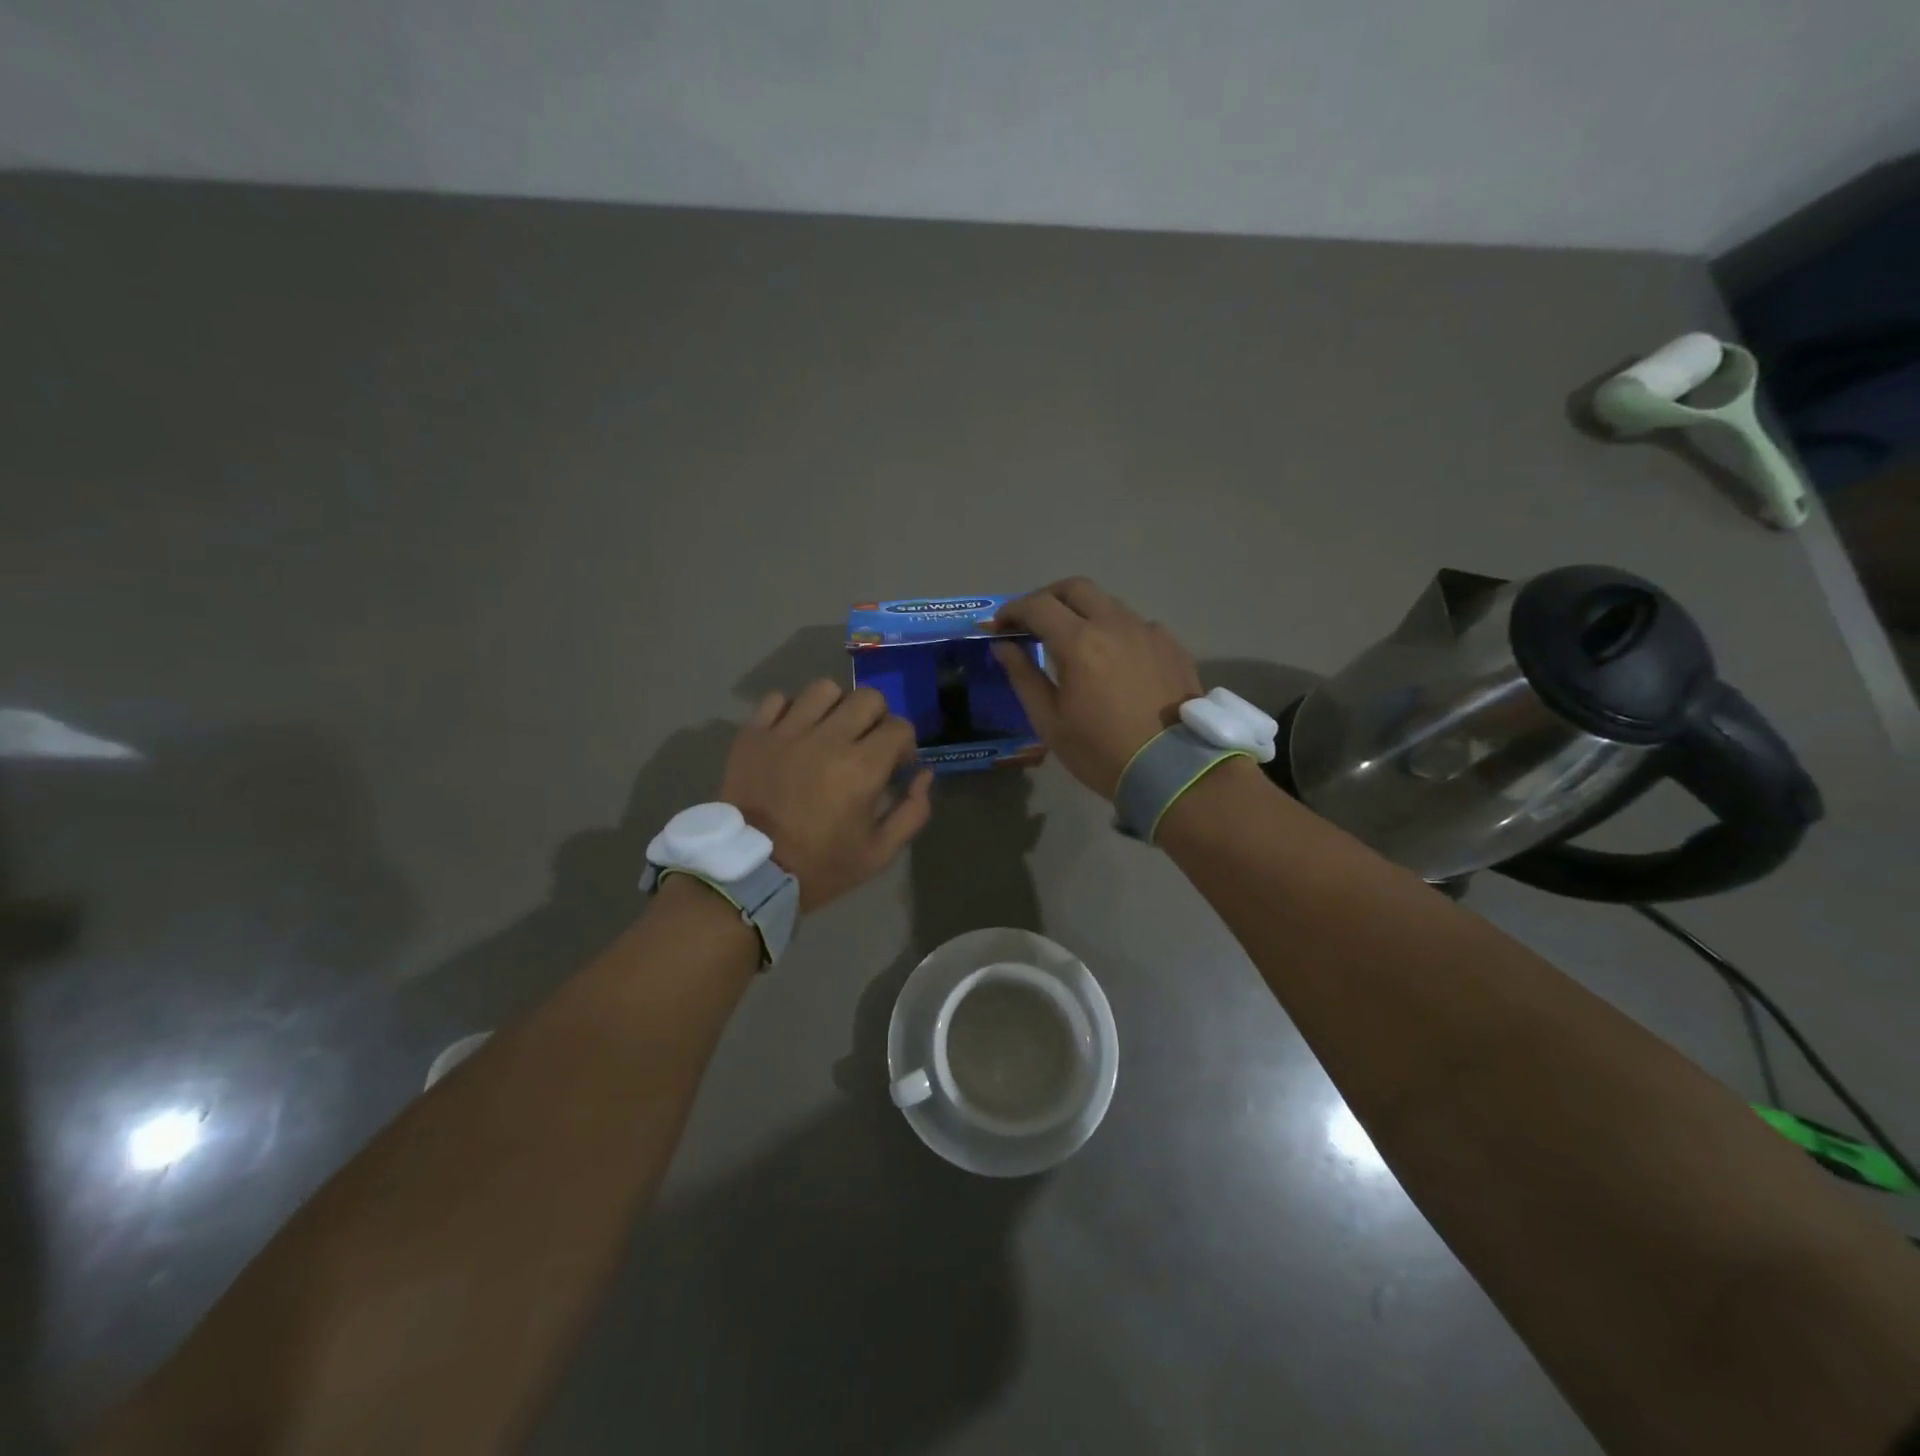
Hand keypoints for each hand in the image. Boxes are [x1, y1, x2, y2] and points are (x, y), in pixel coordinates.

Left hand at [720, 681, 932, 910]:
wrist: (749, 872)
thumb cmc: (819, 866)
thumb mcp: (878, 853)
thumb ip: (912, 811)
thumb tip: (924, 774)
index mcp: (862, 767)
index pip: (899, 727)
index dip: (905, 745)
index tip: (895, 767)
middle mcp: (827, 738)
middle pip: (867, 697)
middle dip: (876, 719)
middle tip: (866, 745)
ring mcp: (787, 732)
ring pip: (824, 689)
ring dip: (835, 707)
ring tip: (829, 733)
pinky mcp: (754, 734)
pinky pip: (778, 699)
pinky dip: (791, 710)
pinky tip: (793, 735)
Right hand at [990, 577, 1201, 798]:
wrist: (1173, 770)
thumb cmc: (1100, 751)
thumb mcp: (1049, 721)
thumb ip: (1023, 676)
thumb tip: (1004, 646)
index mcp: (1079, 642)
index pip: (1037, 605)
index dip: (1012, 610)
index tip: (1000, 626)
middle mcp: (1115, 624)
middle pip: (1075, 588)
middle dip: (1047, 598)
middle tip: (1032, 622)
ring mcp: (1148, 631)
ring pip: (1108, 603)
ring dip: (1083, 612)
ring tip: (1073, 641)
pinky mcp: (1171, 645)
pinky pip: (1135, 625)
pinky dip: (1114, 631)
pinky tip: (1113, 659)